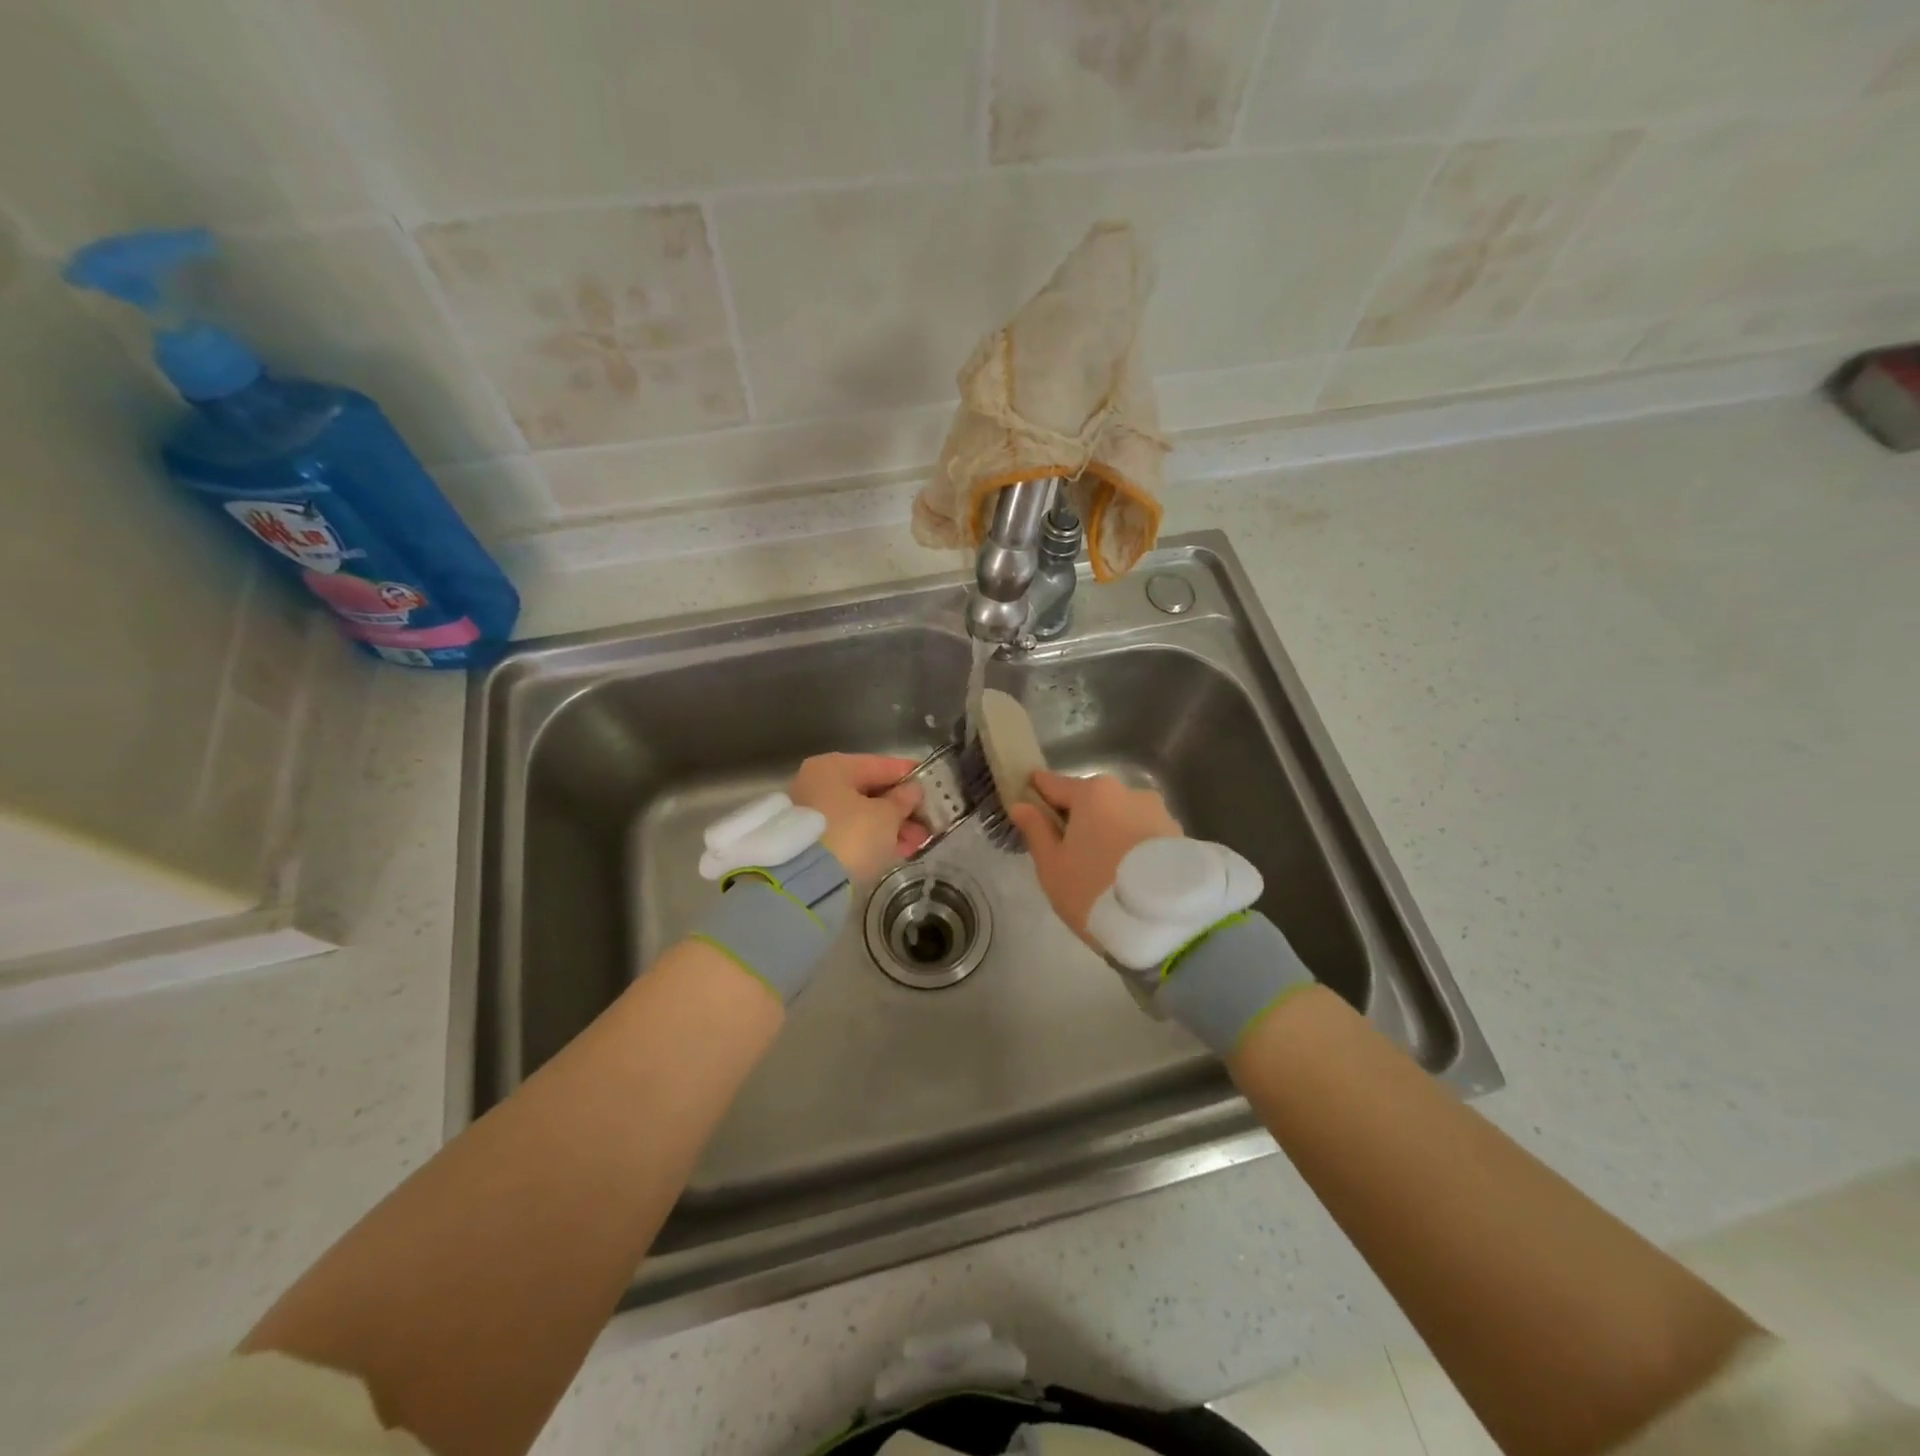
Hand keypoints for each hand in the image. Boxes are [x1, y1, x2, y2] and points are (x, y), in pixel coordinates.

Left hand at [787, 753, 929, 880]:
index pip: (881, 765)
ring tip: (918, 842)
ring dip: (891, 826)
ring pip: (861, 814)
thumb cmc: (851, 835)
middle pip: (870, 791)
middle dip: (902, 808)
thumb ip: (903, 800)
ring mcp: (813, 813)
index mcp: (834, 767)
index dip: (910, 775)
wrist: (806, 883)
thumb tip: (912, 791)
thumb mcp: (886, 816)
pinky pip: (851, 832)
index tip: (934, 786)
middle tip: (929, 822)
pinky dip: (873, 839)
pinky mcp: (814, 841)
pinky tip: (898, 850)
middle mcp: (818, 783)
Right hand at [1008, 771, 1183, 945]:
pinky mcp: (1179, 835)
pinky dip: (1132, 847)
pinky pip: (1143, 834)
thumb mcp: (1052, 866)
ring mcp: (1158, 811)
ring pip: (1119, 817)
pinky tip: (1128, 877)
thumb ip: (1036, 830)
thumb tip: (1021, 805)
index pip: (1053, 784)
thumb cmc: (1096, 890)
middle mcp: (1128, 791)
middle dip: (1076, 820)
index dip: (1038, 797)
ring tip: (1103, 873)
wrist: (1165, 923)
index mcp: (1092, 792)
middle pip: (1090, 801)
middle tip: (1067, 857)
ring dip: (1108, 834)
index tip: (1029, 813)